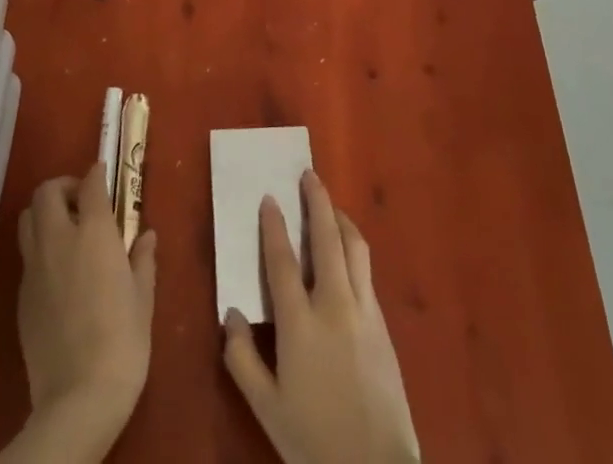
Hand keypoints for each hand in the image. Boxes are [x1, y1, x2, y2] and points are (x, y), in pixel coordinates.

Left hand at [12, 160, 156, 455]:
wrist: (78, 398)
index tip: (103, 175)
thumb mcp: (143, 298)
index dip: (96, 174)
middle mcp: (59, 240)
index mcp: (94, 233)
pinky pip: (26, 255)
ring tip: (66, 230)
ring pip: (28, 218)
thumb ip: (142, 259)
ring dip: (44, 213)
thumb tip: (146, 235)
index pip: (89, 184)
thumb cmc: (122, 341)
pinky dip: (40, 248)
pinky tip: (58, 271)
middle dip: (63, 187)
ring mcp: (35, 268)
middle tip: (82, 202)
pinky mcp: (22, 296)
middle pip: (47, 192)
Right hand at [221, 171, 420, 463]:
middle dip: (317, 201)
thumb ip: (242, 358)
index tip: (269, 198)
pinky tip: (348, 252)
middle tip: (309, 175)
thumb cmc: (313, 440)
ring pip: (354, 247)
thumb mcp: (266, 408)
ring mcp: (364, 311)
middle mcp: (334, 305)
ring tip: (330, 206)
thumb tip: (229, 312)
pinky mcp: (383, 323)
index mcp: (300, 324)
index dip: (273, 227)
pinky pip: (366, 271)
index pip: (282, 261)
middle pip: (326, 238)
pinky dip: (354, 248)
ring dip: (341, 219)